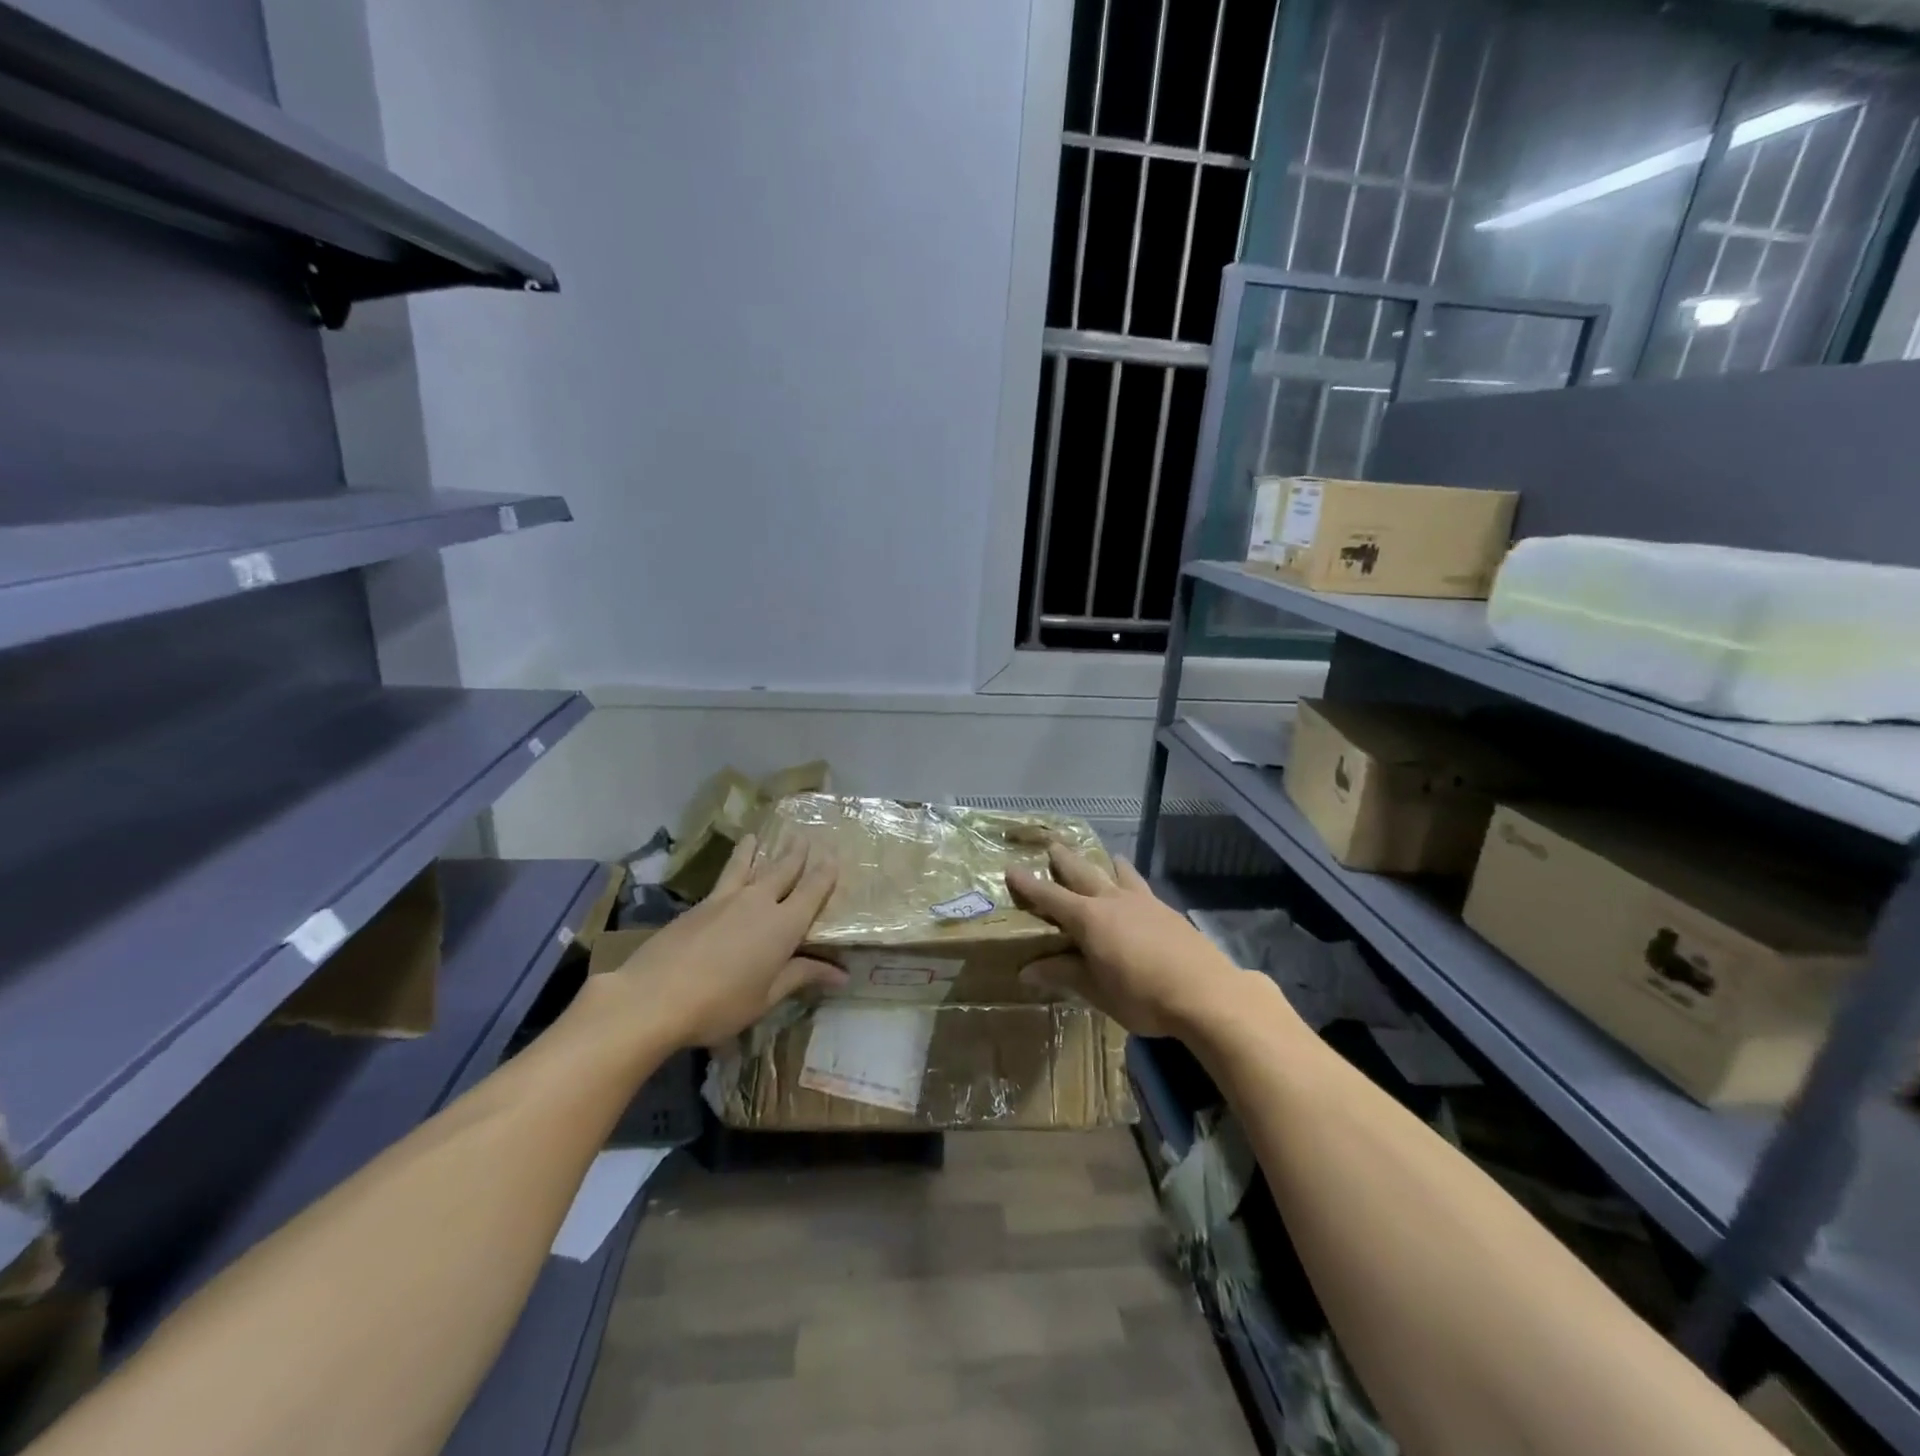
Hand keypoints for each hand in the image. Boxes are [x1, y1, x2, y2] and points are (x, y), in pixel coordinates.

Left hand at [598, 834, 844, 1048]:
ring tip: (756, 836)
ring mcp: (725, 900)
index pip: (812, 891)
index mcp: (784, 925)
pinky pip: (724, 877)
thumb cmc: (720, 1004)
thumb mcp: (767, 997)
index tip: (833, 858)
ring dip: (756, 851)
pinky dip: (732, 866)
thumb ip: (802, 976)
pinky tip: (728, 870)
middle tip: (803, 837)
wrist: (654, 996)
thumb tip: (842, 974)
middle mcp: (758, 902)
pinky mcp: (698, 906)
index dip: (824, 874)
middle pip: (782, 871)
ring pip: (747, 866)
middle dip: (795, 854)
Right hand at [1006, 845, 1245, 1037]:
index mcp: (1089, 918)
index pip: (1050, 897)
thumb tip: (1027, 970)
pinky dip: (1132, 881)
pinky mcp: (1168, 911)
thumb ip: (1064, 974)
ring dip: (1107, 864)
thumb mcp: (1097, 990)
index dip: (1029, 884)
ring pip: (1119, 874)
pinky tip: (1138, 891)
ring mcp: (1144, 902)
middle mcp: (1113, 901)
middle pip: (1083, 873)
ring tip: (1108, 856)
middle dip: (1065, 861)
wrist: (1206, 992)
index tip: (1011, 868)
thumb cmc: (1143, 996)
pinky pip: (1142, 887)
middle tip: (1053, 845)